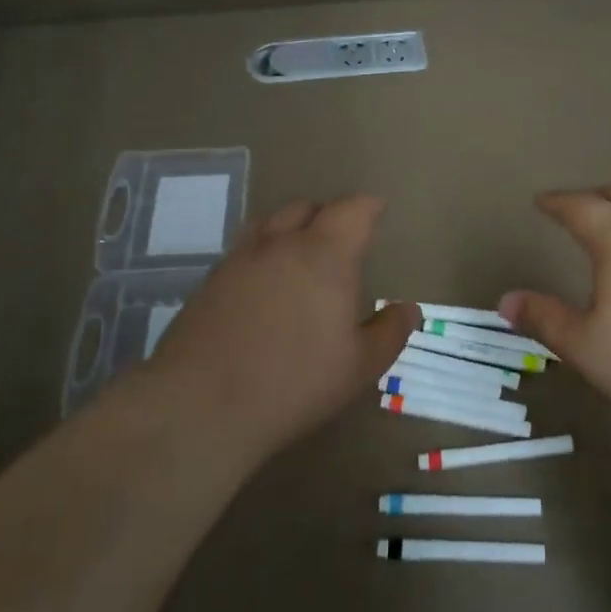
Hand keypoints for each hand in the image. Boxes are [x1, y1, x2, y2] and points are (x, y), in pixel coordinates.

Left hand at [145, 196, 415, 457]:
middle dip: (329, 213)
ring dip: (291, 227)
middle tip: (342, 235)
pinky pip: (245, 249)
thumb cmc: (295, 382)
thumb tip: (409, 309)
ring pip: (270, 223)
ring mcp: (240, 259)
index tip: (377, 209)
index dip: (368, 206)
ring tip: (301, 250)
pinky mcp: (210, 281)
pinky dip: (263, 253)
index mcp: (325, 254)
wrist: (201, 404)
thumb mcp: (360, 366)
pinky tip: (265, 282)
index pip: (352, 210)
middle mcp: (281, 243)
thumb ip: (389, 332)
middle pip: (307, 207)